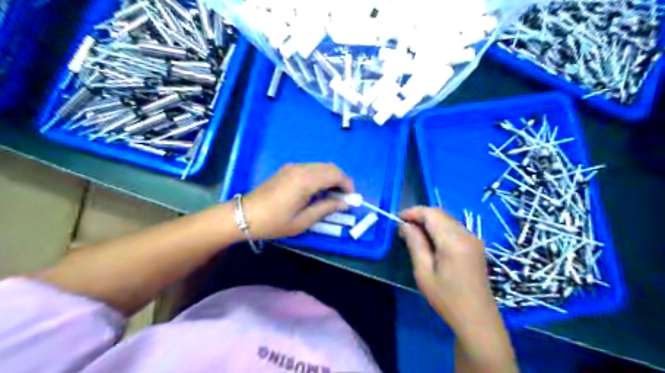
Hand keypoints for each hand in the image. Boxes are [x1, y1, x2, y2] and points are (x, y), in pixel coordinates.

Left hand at [242, 165, 354, 240]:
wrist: (244, 215)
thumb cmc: (274, 222)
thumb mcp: (303, 221)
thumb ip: (326, 209)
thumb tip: (344, 203)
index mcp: (305, 180)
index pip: (335, 174)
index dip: (347, 185)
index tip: (351, 199)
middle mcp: (301, 168)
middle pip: (330, 167)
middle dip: (341, 181)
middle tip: (343, 199)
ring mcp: (293, 167)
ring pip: (321, 166)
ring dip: (331, 178)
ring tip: (331, 196)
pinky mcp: (288, 169)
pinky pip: (311, 168)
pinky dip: (320, 176)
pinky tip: (317, 191)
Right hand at [396, 207, 495, 332]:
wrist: (477, 319)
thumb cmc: (446, 298)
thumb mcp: (424, 272)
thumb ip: (415, 244)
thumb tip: (405, 226)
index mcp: (453, 241)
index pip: (431, 214)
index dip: (413, 212)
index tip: (398, 219)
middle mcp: (466, 234)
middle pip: (440, 214)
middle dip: (420, 216)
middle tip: (404, 229)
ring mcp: (474, 239)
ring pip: (447, 219)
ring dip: (430, 222)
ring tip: (414, 235)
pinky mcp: (476, 245)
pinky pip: (454, 228)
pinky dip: (439, 228)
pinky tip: (431, 242)